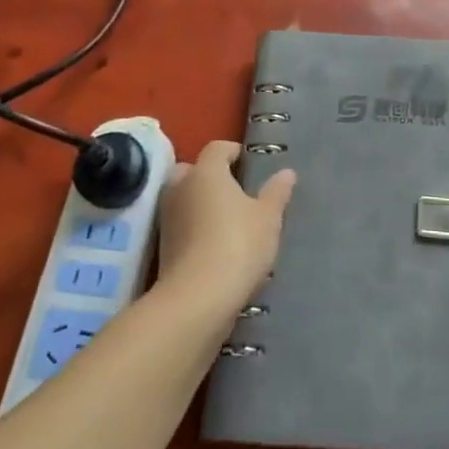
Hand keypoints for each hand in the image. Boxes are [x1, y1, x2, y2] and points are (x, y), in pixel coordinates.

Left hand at [155, 140, 295, 320]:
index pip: (218, 148)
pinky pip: (181, 225)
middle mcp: (180, 187)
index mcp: (206, 171)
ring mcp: (167, 218)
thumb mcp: (268, 218)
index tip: (251, 166)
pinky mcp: (161, 247)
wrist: (197, 300)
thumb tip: (287, 172)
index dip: (235, 153)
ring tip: (228, 221)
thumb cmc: (238, 245)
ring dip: (201, 204)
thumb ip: (277, 192)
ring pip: (184, 198)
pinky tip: (215, 245)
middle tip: (236, 192)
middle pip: (194, 170)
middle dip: (212, 176)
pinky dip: (194, 229)